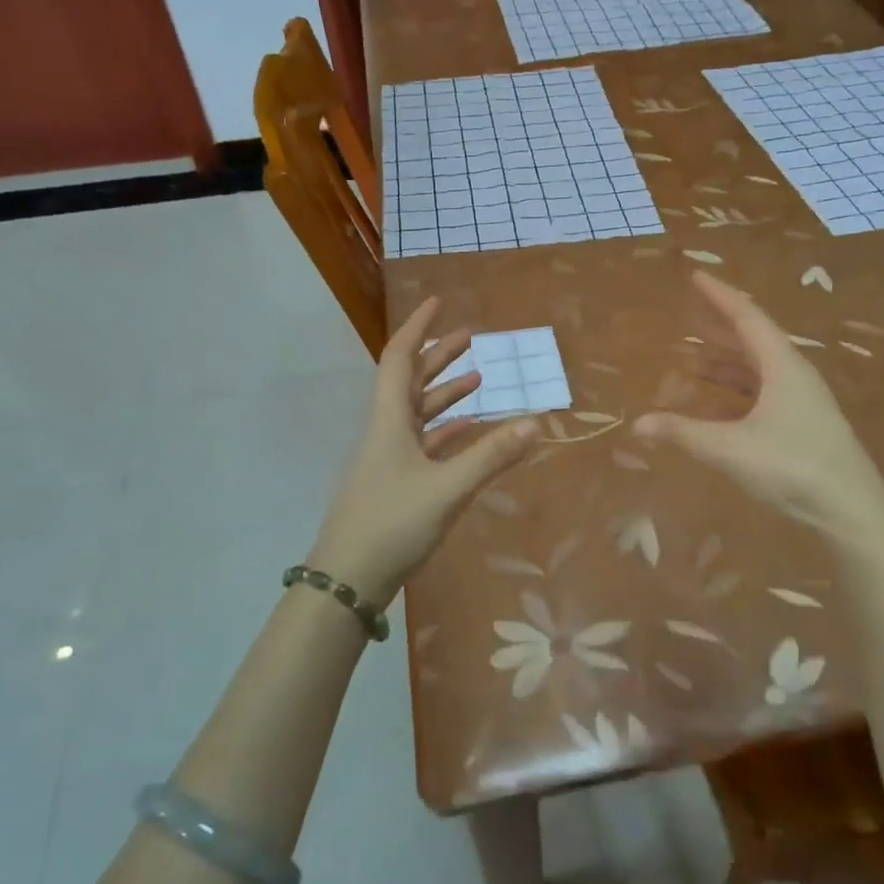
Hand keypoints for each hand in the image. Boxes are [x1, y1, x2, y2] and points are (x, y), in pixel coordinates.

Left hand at [304, 298, 536, 609]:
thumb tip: (537, 422)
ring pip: (418, 413)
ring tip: (479, 379)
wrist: (346, 580)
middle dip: (439, 356)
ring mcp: (389, 459)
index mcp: (390, 420)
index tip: (439, 302)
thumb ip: (492, 456)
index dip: (419, 327)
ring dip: (445, 392)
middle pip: (411, 381)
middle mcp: (386, 431)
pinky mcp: (396, 483)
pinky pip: (424, 444)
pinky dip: (447, 431)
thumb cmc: (391, 524)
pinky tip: (470, 432)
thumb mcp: (447, 488)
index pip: (401, 358)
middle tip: (471, 337)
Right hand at [636, 273, 883, 547]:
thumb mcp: (730, 448)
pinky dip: (734, 389)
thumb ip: (683, 433)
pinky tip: (715, 401)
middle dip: (716, 327)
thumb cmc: (792, 467)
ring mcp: (800, 400)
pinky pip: (761, 392)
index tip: (695, 276)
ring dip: (723, 360)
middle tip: (685, 315)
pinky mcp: (801, 423)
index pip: (746, 316)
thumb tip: (638, 423)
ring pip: (756, 368)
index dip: (718, 295)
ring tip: (689, 357)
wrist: (851, 510)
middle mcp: (793, 374)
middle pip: (751, 339)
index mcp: (782, 365)